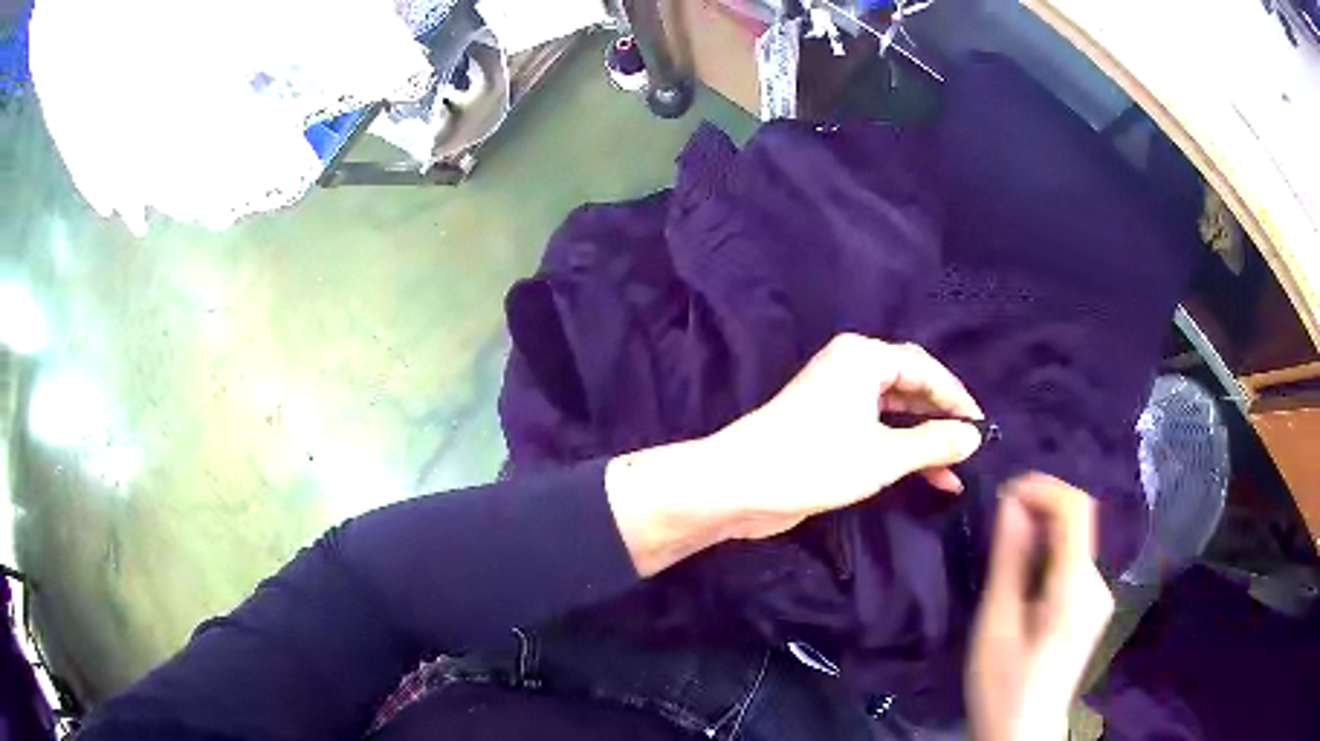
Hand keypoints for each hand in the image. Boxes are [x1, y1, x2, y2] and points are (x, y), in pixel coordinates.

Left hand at [607, 333, 984, 575]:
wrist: (739, 485)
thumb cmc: (815, 462)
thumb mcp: (884, 455)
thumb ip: (933, 443)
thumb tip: (973, 436)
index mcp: (863, 357)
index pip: (924, 368)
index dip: (956, 398)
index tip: (981, 427)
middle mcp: (851, 368)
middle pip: (910, 387)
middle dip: (941, 420)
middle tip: (970, 449)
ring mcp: (836, 398)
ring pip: (894, 413)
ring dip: (922, 441)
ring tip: (954, 471)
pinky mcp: (826, 426)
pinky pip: (875, 430)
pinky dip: (898, 449)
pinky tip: (923, 476)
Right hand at [966, 474, 1114, 740]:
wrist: (1023, 733)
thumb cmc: (1002, 686)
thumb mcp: (996, 625)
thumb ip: (1009, 561)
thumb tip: (1011, 503)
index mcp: (1077, 588)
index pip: (1076, 509)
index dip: (1043, 487)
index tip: (1004, 493)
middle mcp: (1098, 583)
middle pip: (1077, 523)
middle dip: (1038, 510)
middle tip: (996, 526)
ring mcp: (1099, 596)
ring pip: (1074, 543)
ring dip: (1041, 534)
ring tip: (1004, 554)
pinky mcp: (1091, 607)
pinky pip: (1073, 563)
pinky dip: (1049, 555)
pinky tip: (1023, 580)